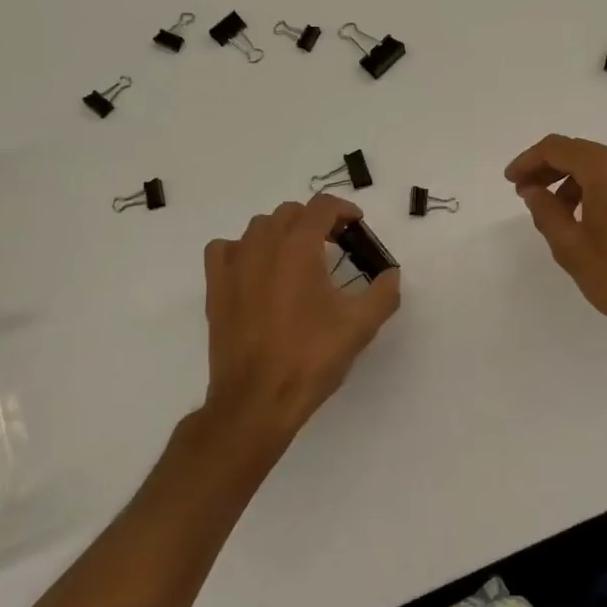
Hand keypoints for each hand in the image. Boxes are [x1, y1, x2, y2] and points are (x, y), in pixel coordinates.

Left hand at [202, 195, 401, 447]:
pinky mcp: (215, 288)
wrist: (257, 400)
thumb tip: (391, 274)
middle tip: (334, 245)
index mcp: (299, 247)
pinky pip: (225, 249)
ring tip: (298, 258)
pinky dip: (243, 249)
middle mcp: (263, 246)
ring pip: (259, 227)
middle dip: (315, 221)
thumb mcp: (361, 326)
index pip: (322, 206)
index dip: (343, 210)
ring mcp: (234, 266)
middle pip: (290, 212)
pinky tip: (256, 270)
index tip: (356, 226)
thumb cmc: (311, 358)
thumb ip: (384, 292)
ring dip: (282, 232)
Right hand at [505, 134, 606, 354]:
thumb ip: (546, 211)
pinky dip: (595, 188)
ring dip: (571, 180)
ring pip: (600, 166)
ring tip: (553, 212)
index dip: (529, 161)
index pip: (558, 148)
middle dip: (549, 169)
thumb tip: (533, 191)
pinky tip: (582, 217)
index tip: (510, 181)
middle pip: (580, 152)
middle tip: (525, 194)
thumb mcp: (570, 246)